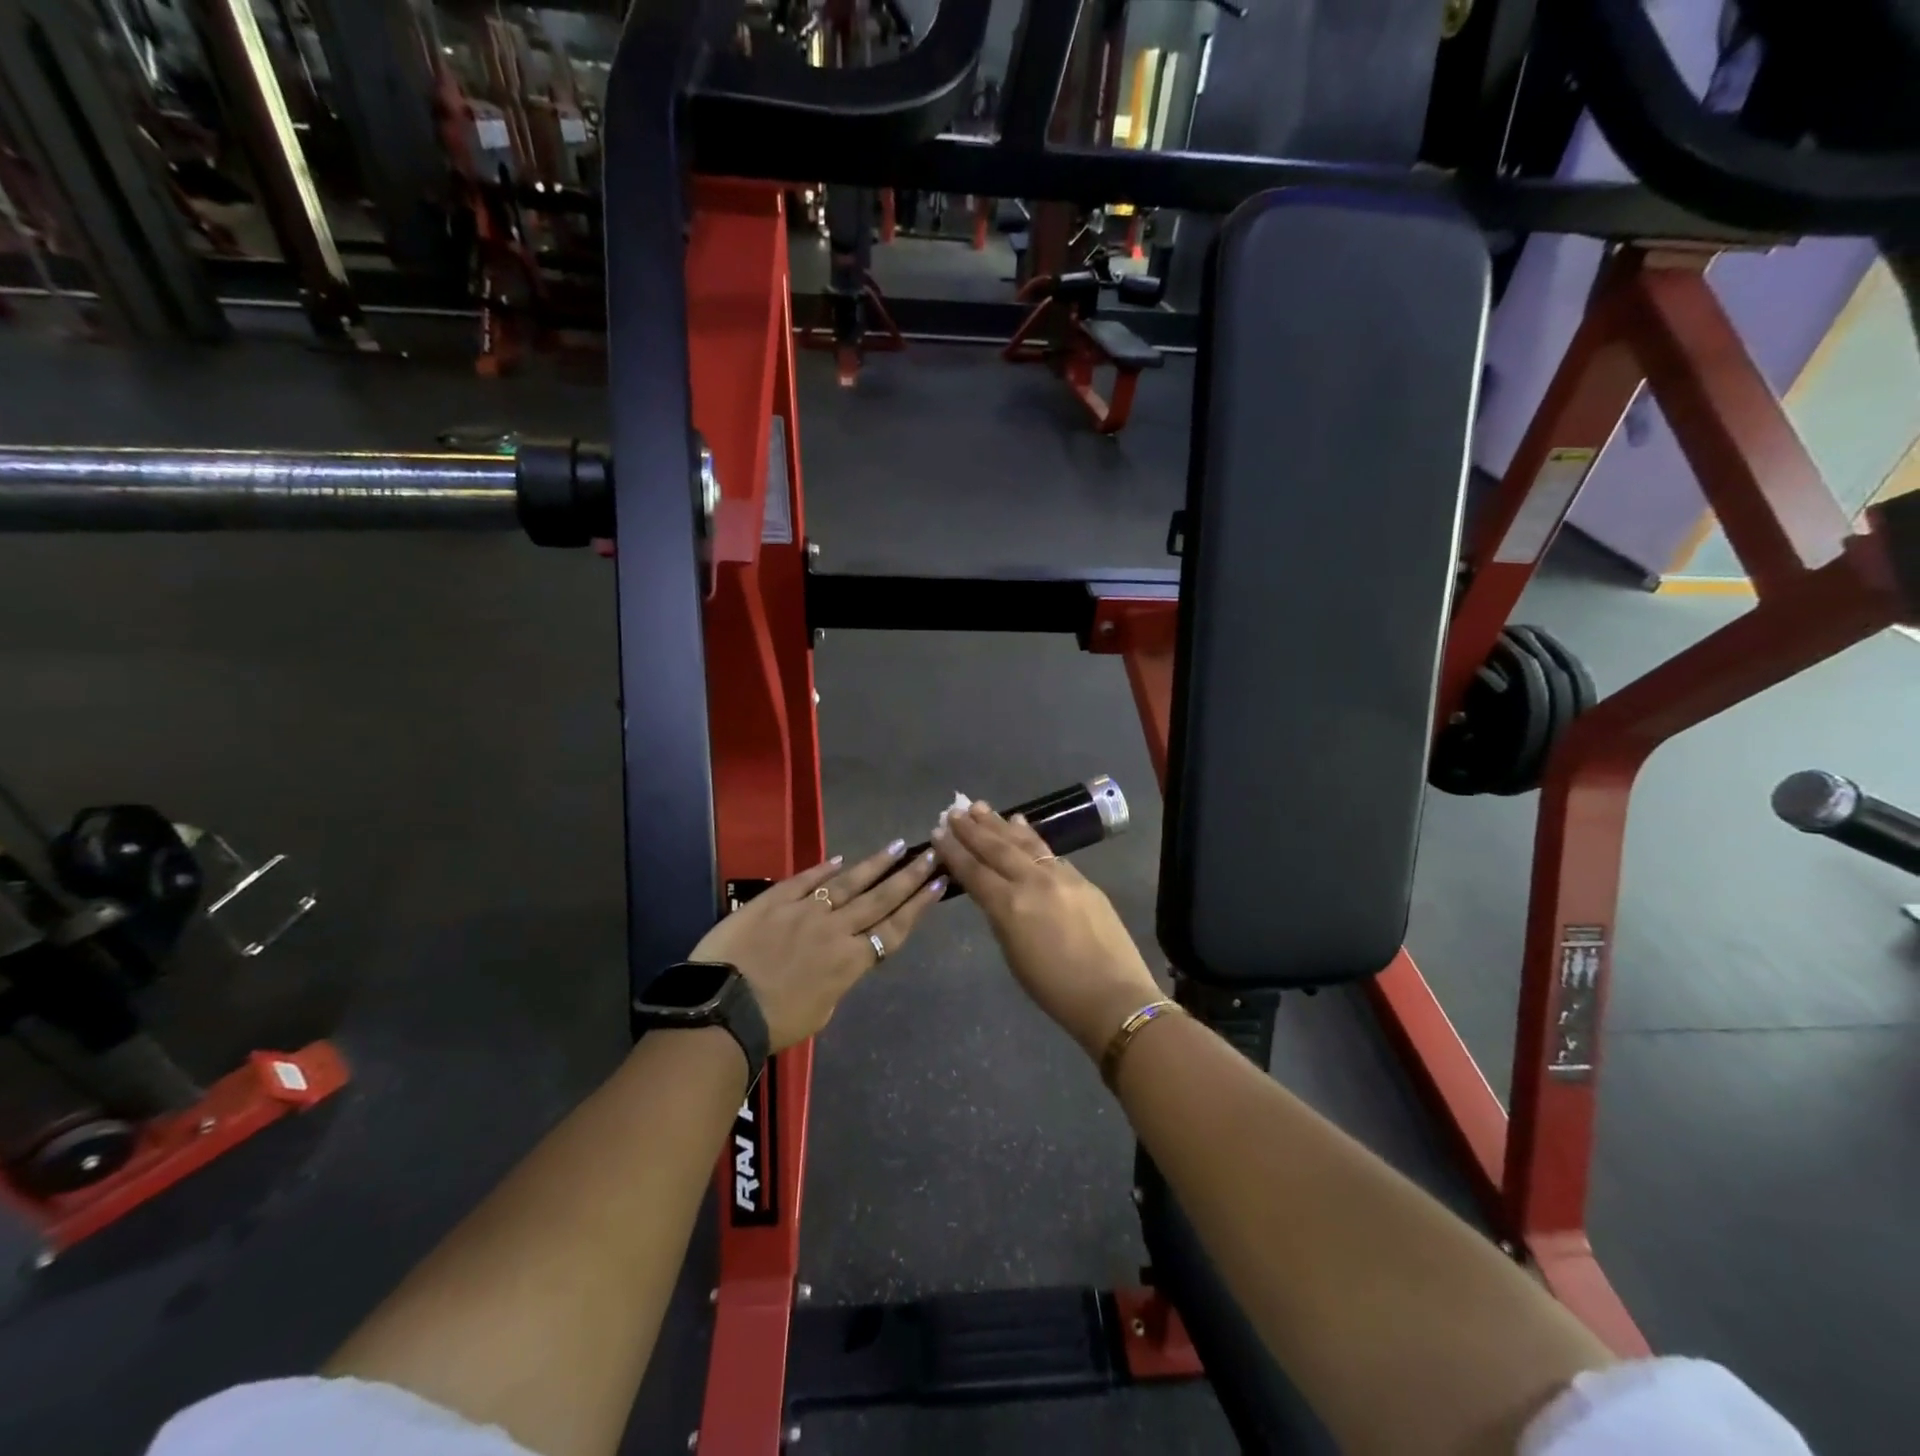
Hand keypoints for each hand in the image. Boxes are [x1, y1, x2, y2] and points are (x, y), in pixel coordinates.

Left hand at [688, 842, 945, 1051]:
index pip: (894, 928)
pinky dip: (824, 868)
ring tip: (898, 846)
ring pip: (849, 883)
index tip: (939, 882)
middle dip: (909, 876)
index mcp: (850, 962)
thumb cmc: (773, 1024)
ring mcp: (805, 911)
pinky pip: (805, 880)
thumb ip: (837, 978)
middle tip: (930, 853)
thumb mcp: (820, 1010)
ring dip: (876, 864)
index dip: (919, 905)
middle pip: (880, 898)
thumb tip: (840, 957)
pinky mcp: (774, 901)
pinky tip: (840, 859)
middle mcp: (835, 930)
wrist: (722, 1009)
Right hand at [932, 801, 1163, 1058]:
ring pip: (1024, 842)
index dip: (954, 851)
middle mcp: (1033, 882)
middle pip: (996, 849)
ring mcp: (1060, 877)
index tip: (938, 831)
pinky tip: (1021, 825)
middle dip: (972, 829)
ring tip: (981, 807)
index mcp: (1010, 906)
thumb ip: (1002, 917)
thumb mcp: (1014, 955)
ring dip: (1000, 824)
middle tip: (954, 810)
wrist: (1114, 996)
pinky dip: (1030, 836)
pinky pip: (1048, 851)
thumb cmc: (1055, 991)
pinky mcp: (1082, 879)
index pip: (974, 871)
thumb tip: (995, 892)